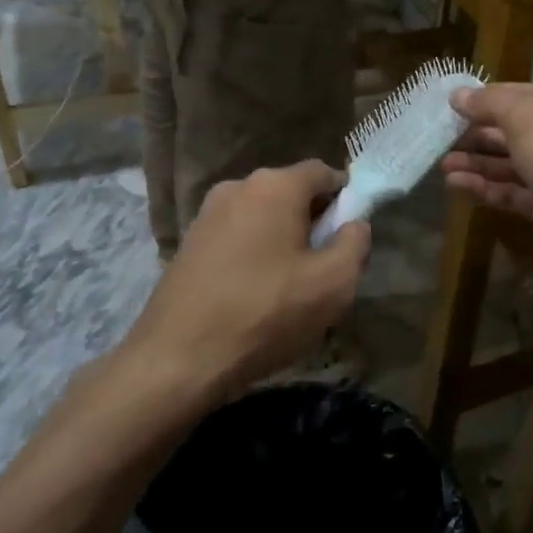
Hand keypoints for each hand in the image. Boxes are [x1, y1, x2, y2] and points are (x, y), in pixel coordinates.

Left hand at [130, 161, 370, 399]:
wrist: (177, 360)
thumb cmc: (265, 313)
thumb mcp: (333, 284)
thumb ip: (356, 244)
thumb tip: (354, 224)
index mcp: (275, 186)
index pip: (323, 172)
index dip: (345, 198)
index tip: (349, 236)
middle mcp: (237, 187)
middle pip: (291, 192)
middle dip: (314, 221)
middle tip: (324, 266)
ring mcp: (206, 214)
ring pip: (263, 216)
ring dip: (283, 240)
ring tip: (289, 286)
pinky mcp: (188, 243)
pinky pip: (237, 236)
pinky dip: (254, 254)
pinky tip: (254, 294)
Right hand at [442, 83, 532, 289]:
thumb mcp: (527, 118)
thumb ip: (491, 103)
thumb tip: (459, 95)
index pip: (525, 93)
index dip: (488, 97)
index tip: (452, 104)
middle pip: (516, 130)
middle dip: (478, 134)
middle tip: (442, 139)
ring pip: (512, 164)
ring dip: (478, 163)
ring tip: (443, 166)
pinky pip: (514, 192)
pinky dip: (487, 188)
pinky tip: (457, 187)